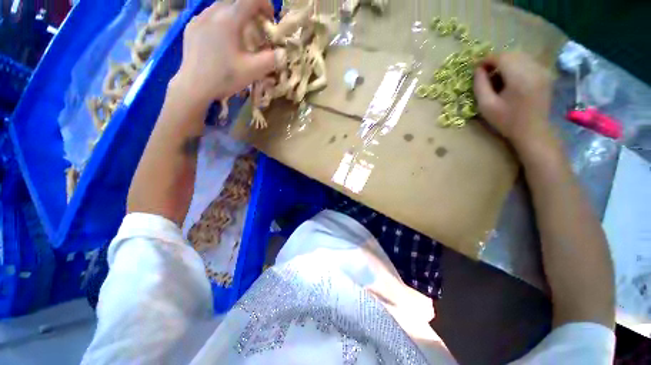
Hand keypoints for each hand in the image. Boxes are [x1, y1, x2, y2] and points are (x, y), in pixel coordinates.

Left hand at [172, 0, 281, 106]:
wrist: (194, 86)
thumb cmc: (225, 78)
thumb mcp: (253, 71)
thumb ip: (271, 59)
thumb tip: (282, 52)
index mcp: (229, 19)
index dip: (265, 5)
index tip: (271, 19)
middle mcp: (212, 12)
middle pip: (236, 1)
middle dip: (251, 11)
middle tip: (257, 29)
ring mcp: (199, 18)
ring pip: (222, 7)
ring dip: (236, 16)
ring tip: (240, 35)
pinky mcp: (191, 27)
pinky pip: (210, 16)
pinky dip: (222, 21)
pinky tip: (223, 39)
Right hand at [473, 52, 555, 150]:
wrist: (532, 131)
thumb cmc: (506, 121)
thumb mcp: (486, 105)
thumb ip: (480, 85)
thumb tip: (478, 69)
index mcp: (519, 78)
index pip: (501, 57)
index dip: (487, 60)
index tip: (476, 68)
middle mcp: (534, 69)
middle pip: (511, 54)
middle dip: (496, 60)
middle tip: (485, 73)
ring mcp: (542, 70)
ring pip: (520, 56)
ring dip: (506, 62)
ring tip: (497, 76)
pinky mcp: (545, 74)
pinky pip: (528, 62)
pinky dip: (516, 65)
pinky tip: (510, 78)